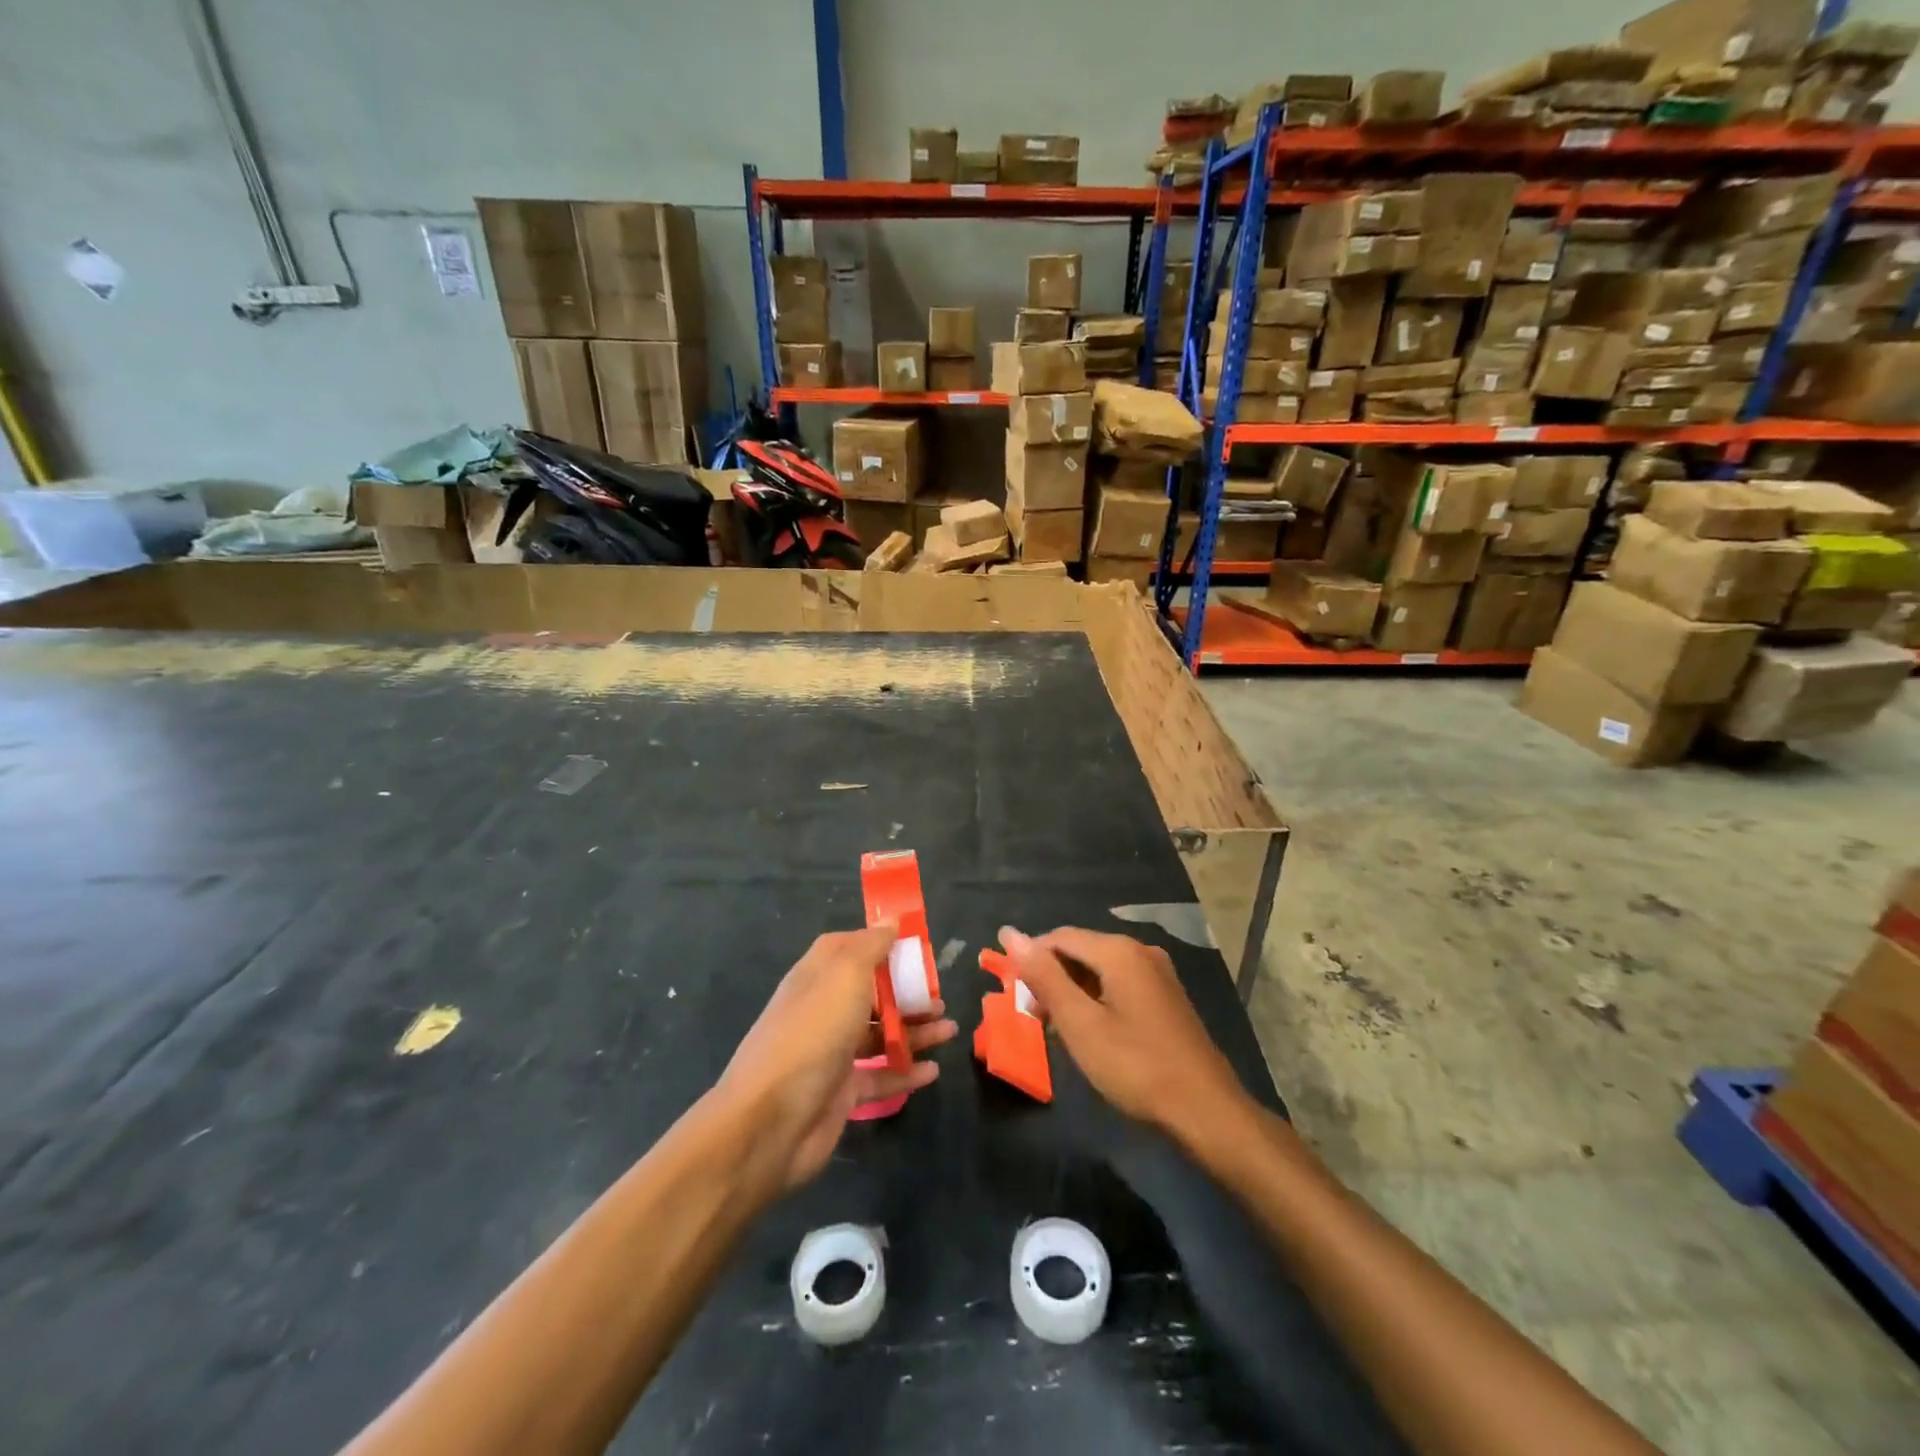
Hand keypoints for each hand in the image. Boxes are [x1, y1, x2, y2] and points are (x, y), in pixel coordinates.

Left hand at [717, 926, 957, 1193]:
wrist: (771, 1119)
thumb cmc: (813, 1032)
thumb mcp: (845, 975)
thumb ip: (871, 946)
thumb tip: (890, 919)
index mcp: (818, 975)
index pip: (850, 948)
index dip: (881, 944)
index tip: (917, 946)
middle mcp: (823, 1008)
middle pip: (871, 992)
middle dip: (907, 991)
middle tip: (939, 995)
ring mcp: (831, 1051)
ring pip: (880, 1034)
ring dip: (914, 1030)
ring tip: (949, 1030)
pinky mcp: (841, 1092)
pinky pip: (881, 1077)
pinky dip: (906, 1071)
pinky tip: (933, 1071)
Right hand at [998, 926, 1248, 1146]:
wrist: (1206, 1112)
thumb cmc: (1136, 1066)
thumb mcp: (1080, 1024)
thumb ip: (1044, 976)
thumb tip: (1010, 934)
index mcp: (1119, 951)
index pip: (1059, 937)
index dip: (1030, 960)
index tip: (1011, 994)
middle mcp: (1140, 951)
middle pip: (1080, 950)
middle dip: (1051, 978)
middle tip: (1033, 1017)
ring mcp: (1158, 974)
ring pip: (1099, 970)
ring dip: (1072, 992)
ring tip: (1056, 1029)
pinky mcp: (1166, 998)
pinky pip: (1119, 985)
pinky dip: (1096, 1001)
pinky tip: (1089, 1032)